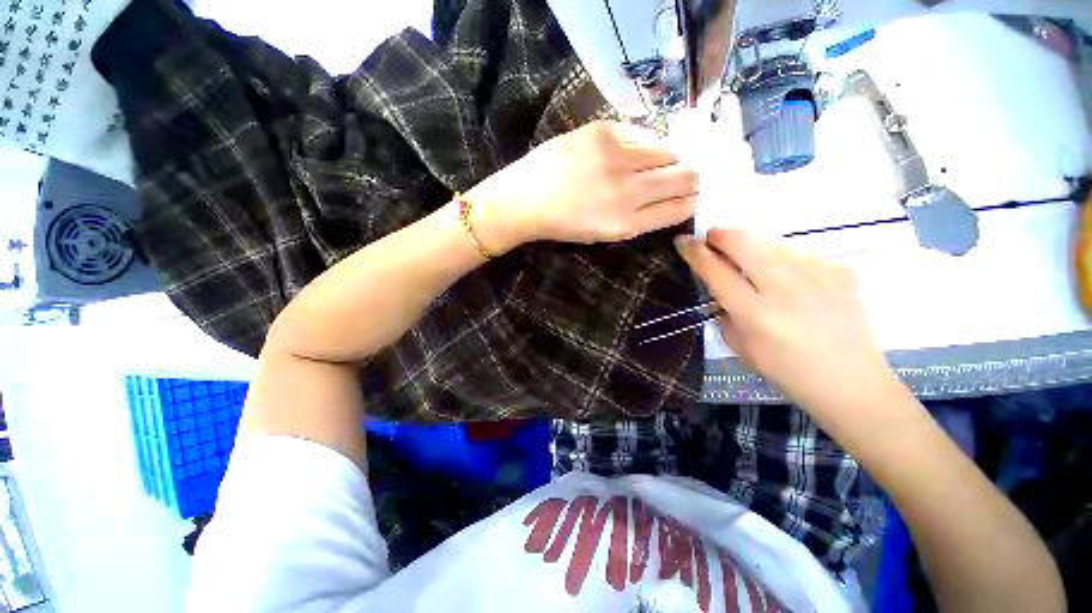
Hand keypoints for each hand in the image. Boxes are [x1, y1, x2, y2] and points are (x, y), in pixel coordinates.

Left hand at [469, 121, 698, 250]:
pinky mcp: (604, 131)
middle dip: (690, 178)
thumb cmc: (564, 223)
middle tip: (681, 177)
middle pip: (686, 176)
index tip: (690, 196)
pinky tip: (630, 152)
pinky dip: (644, 144)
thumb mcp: (605, 233)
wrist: (525, 199)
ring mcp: (618, 157)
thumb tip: (672, 198)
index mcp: (627, 224)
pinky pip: (643, 133)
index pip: (681, 208)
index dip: (691, 201)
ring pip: (670, 151)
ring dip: (669, 158)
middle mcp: (629, 191)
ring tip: (652, 164)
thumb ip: (641, 218)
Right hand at [677, 228, 901, 429]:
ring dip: (750, 246)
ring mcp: (817, 275)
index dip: (695, 252)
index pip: (715, 271)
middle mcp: (785, 289)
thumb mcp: (741, 348)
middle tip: (713, 239)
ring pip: (771, 242)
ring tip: (748, 260)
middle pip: (744, 243)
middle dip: (721, 235)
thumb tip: (718, 290)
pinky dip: (781, 259)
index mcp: (756, 314)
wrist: (851, 381)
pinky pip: (798, 253)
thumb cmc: (787, 371)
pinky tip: (786, 278)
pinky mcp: (840, 271)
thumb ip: (724, 314)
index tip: (683, 240)